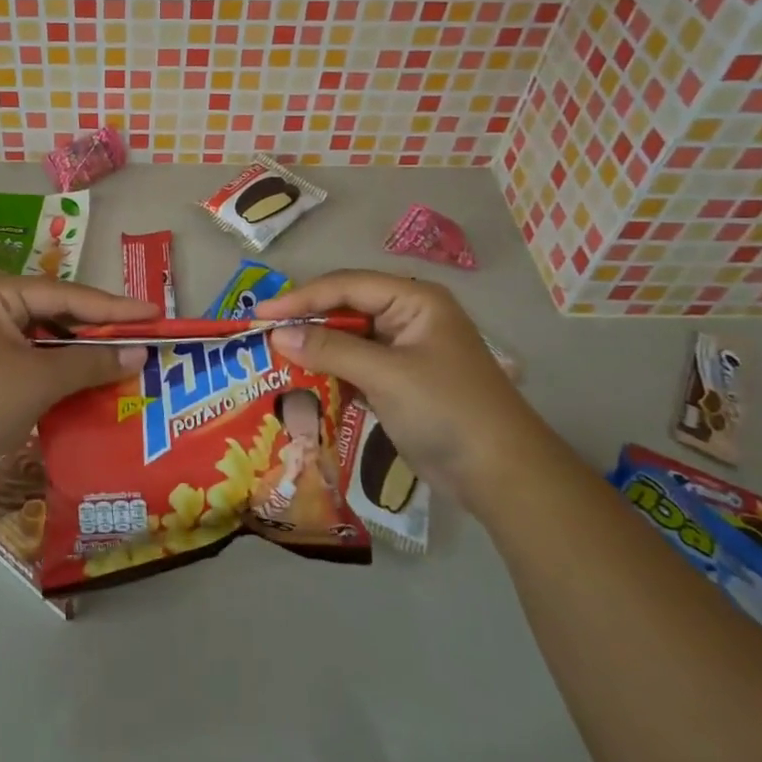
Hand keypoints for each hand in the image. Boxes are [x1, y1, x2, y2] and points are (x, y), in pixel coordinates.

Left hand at [0, 276, 152, 499]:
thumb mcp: (39, 381)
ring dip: (79, 354)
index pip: (67, 295)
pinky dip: (58, 371)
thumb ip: (90, 362)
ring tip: (125, 361)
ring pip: (44, 339)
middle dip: (98, 331)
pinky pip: (30, 359)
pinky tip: (88, 382)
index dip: (115, 308)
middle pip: (56, 313)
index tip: (155, 314)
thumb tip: (138, 354)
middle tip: (144, 339)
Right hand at [258, 271, 550, 510]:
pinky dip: (329, 374)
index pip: (346, 286)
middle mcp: (408, 317)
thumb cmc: (447, 410)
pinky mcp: (399, 382)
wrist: (501, 475)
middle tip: (262, 336)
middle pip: (345, 309)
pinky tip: (301, 384)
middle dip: (305, 323)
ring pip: (347, 340)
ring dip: (314, 350)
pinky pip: (354, 367)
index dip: (301, 298)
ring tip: (273, 359)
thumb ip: (330, 350)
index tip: (260, 316)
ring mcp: (404, 351)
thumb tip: (277, 336)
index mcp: (414, 299)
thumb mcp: (386, 375)